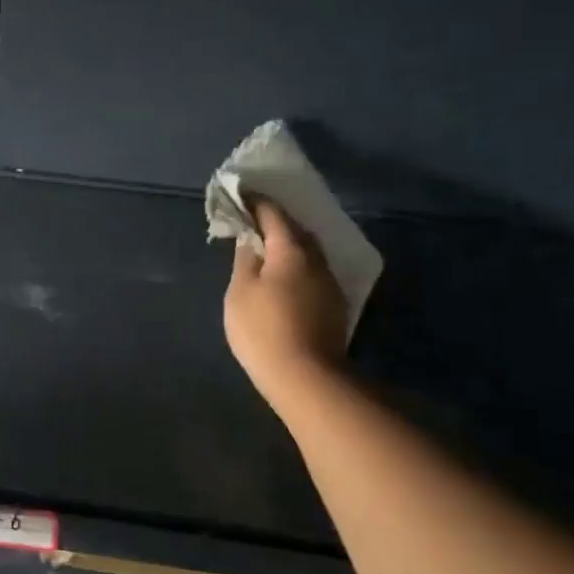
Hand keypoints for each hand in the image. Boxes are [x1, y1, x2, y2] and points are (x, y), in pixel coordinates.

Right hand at [223, 197, 347, 395]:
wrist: (306, 378)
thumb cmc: (263, 328)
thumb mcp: (240, 291)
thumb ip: (244, 259)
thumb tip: (249, 238)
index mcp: (291, 250)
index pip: (274, 214)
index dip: (256, 202)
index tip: (240, 195)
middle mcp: (317, 260)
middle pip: (297, 231)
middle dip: (276, 223)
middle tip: (252, 223)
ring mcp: (329, 284)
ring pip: (308, 253)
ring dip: (288, 246)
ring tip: (265, 251)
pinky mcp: (333, 306)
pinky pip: (312, 273)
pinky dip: (296, 266)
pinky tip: (283, 278)